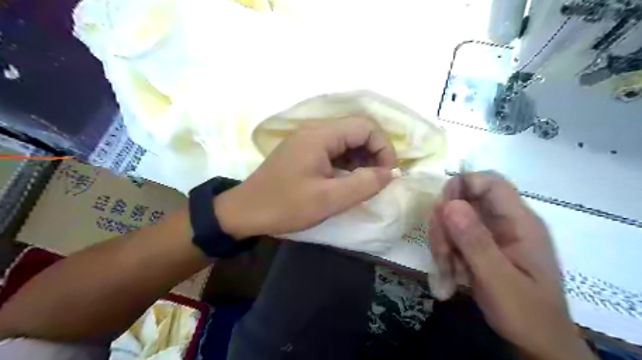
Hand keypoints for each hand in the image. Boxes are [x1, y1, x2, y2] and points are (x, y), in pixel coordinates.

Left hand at [216, 116, 395, 238]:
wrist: (244, 212)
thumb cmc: (285, 205)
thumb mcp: (328, 199)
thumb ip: (363, 184)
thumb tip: (390, 173)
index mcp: (320, 135)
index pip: (366, 126)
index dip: (384, 148)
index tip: (387, 174)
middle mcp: (315, 131)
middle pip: (357, 131)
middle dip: (374, 154)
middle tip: (378, 180)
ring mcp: (308, 141)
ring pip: (346, 142)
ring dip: (361, 160)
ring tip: (365, 183)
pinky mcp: (304, 152)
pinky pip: (334, 152)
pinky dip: (347, 164)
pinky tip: (348, 181)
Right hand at [428, 171, 599, 359]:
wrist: (536, 343)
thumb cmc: (526, 315)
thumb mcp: (499, 280)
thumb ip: (476, 242)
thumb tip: (449, 204)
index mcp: (519, 222)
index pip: (490, 182)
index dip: (462, 186)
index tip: (441, 209)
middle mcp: (504, 221)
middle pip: (463, 200)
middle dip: (445, 224)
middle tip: (441, 253)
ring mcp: (490, 233)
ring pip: (453, 219)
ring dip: (442, 241)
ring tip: (447, 270)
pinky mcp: (479, 245)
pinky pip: (452, 235)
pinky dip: (445, 251)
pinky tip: (450, 273)